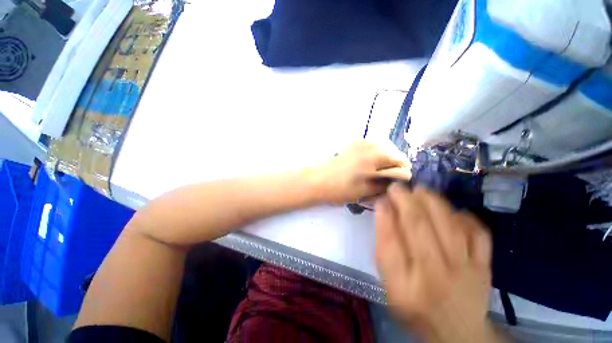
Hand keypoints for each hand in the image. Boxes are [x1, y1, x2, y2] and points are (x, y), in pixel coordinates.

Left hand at [309, 140, 410, 204]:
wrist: (316, 180)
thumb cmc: (339, 189)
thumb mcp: (364, 191)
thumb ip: (384, 184)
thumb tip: (397, 180)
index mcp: (375, 159)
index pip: (401, 164)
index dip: (403, 174)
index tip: (398, 182)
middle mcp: (370, 146)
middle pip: (395, 153)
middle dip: (396, 165)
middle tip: (389, 177)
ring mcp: (361, 142)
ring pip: (385, 146)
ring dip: (387, 157)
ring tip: (380, 169)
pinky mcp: (353, 142)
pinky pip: (373, 144)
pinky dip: (377, 151)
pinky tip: (370, 162)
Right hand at [375, 185, 498, 342]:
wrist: (456, 331)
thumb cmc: (414, 305)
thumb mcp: (389, 283)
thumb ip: (384, 247)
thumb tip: (384, 210)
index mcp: (404, 285)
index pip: (389, 242)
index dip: (384, 215)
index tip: (381, 199)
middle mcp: (435, 276)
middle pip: (418, 227)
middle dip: (405, 200)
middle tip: (397, 187)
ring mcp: (464, 270)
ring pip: (448, 223)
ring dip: (431, 200)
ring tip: (419, 191)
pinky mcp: (485, 267)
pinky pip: (478, 233)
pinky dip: (463, 215)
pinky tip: (450, 210)